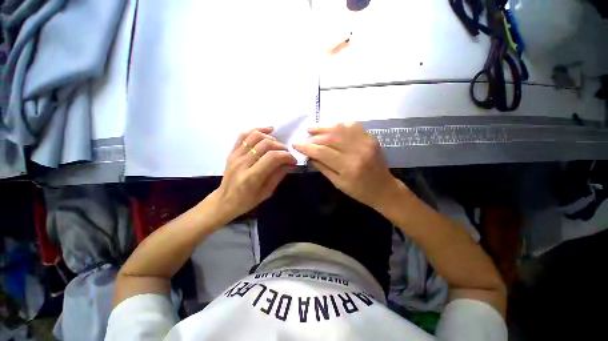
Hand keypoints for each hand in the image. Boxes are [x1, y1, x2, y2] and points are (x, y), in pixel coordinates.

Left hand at [212, 127, 296, 223]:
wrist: (224, 201)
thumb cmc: (247, 201)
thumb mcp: (266, 192)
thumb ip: (278, 175)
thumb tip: (290, 163)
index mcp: (251, 177)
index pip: (272, 157)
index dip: (286, 155)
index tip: (293, 160)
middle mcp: (242, 163)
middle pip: (265, 144)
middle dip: (280, 146)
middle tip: (287, 153)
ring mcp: (235, 156)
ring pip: (255, 136)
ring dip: (270, 137)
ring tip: (278, 143)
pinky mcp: (232, 152)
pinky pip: (243, 135)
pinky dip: (257, 129)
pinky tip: (267, 130)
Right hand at [293, 122, 399, 209]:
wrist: (383, 188)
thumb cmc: (359, 191)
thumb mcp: (337, 183)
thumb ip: (322, 167)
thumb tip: (309, 155)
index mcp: (348, 167)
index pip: (322, 152)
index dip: (307, 147)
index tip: (296, 144)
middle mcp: (357, 151)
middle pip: (330, 137)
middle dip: (314, 137)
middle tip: (305, 138)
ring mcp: (366, 141)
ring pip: (340, 128)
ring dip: (324, 127)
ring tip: (312, 129)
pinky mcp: (371, 137)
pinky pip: (352, 126)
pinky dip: (339, 125)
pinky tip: (331, 128)